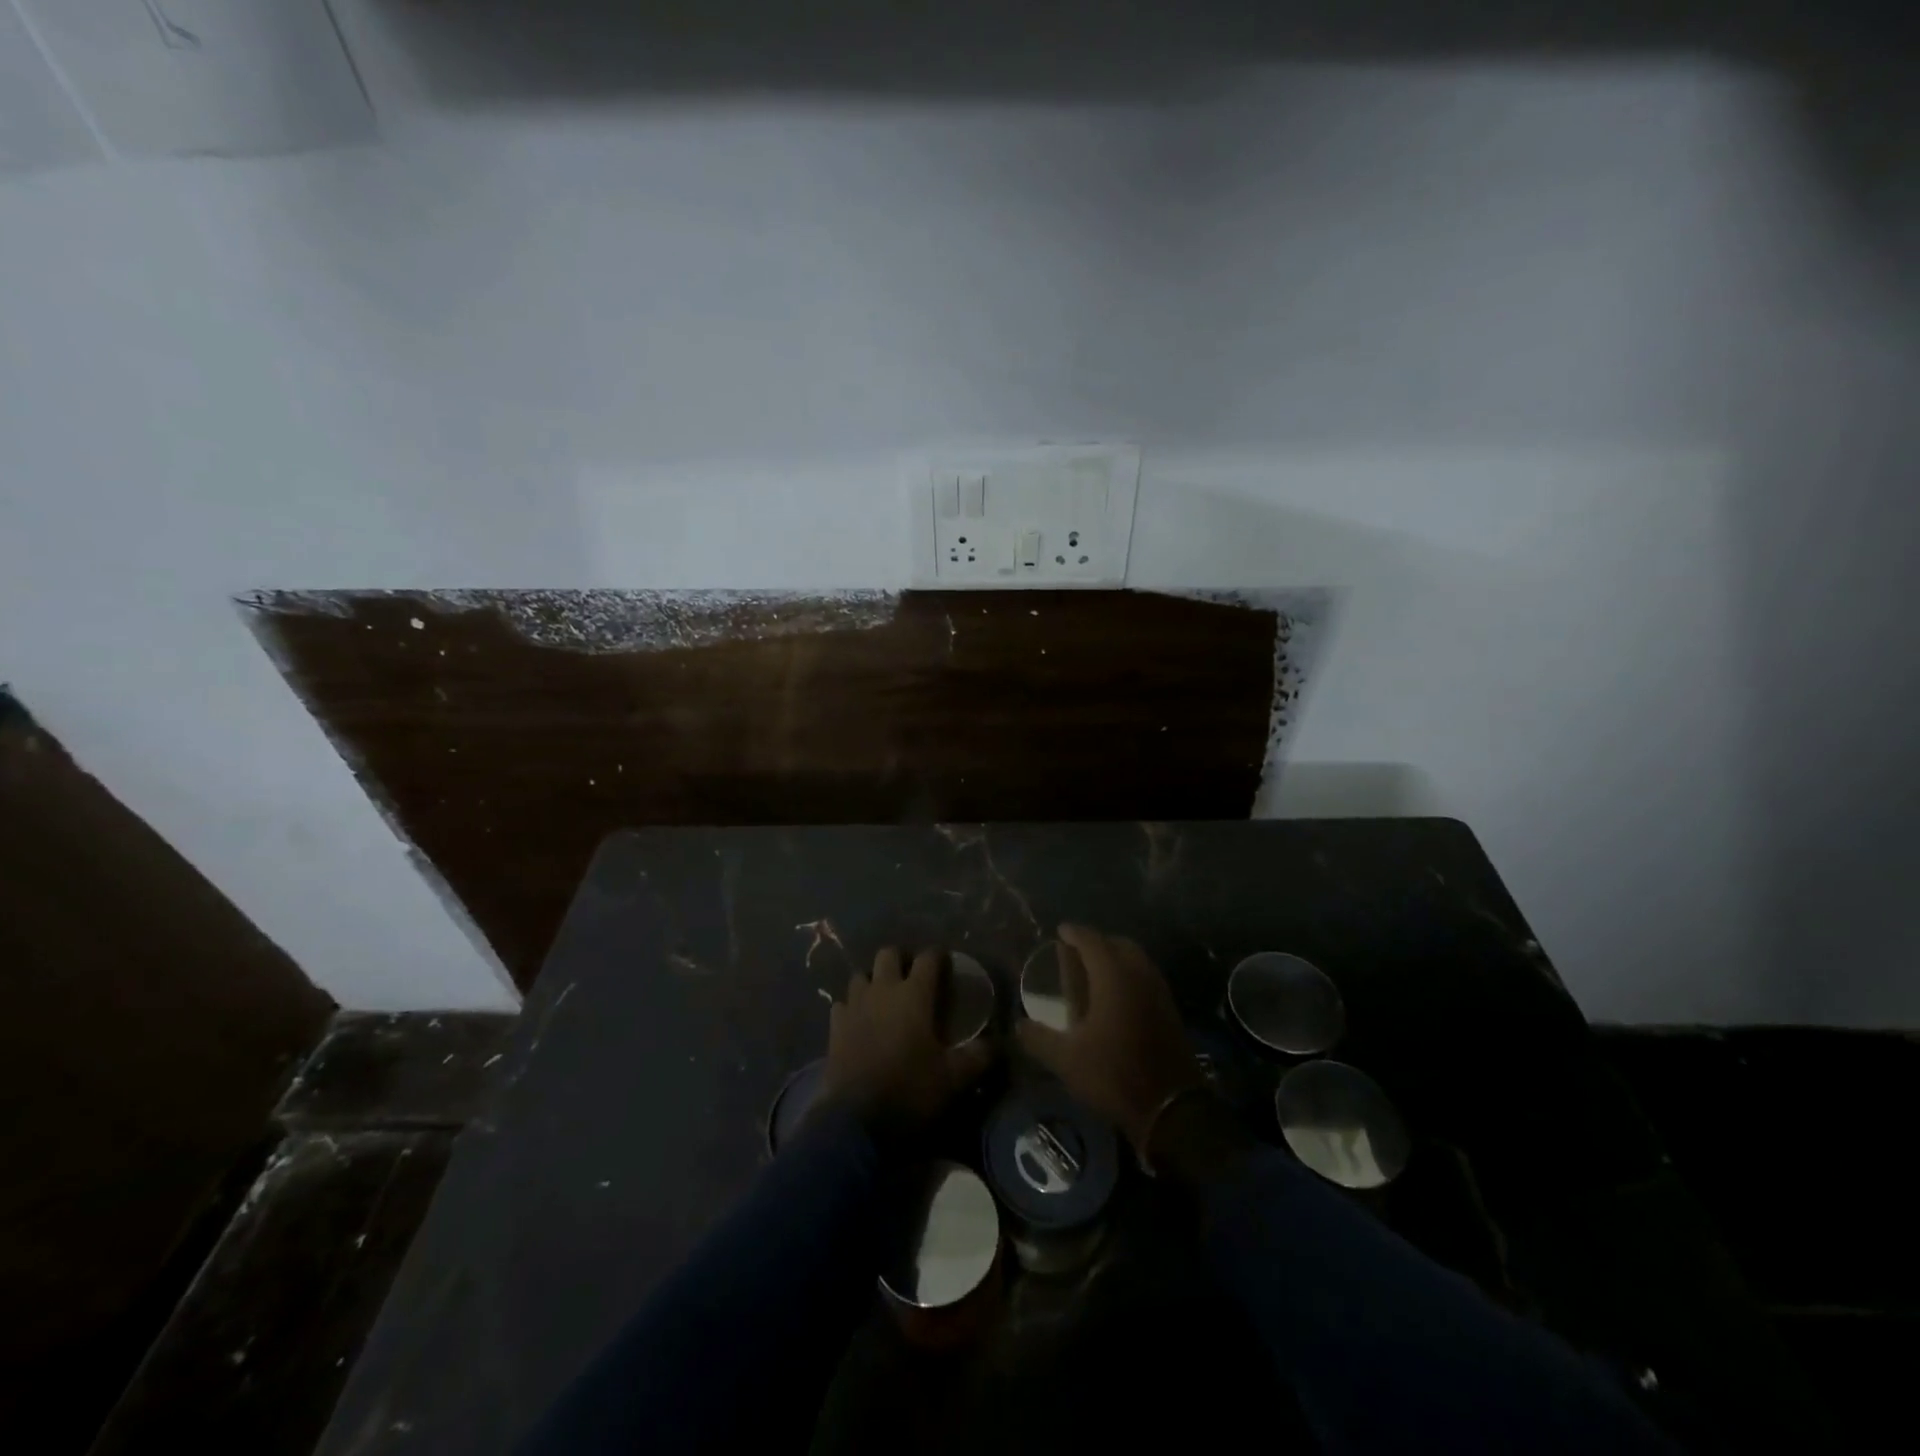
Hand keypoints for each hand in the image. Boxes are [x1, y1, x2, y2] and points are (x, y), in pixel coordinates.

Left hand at [820, 947, 994, 1126]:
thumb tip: (998, 1043)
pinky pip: (843, 1003)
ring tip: (885, 997)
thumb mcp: (954, 1078)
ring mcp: (855, 1006)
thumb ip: (979, 1056)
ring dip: (873, 980)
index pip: (928, 958)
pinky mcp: (835, 1026)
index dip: (938, 956)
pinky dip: (852, 1006)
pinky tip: (860, 1020)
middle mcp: (883, 990)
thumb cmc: (910, 1091)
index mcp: (914, 995)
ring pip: (861, 975)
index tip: (946, 963)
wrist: (856, 1122)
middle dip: (902, 959)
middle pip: (888, 954)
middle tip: (913, 977)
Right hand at [1015, 924, 1203, 1156]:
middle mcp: (1139, 975)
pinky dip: (1130, 975)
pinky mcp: (1170, 1011)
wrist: (1172, 1108)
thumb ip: (1038, 1038)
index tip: (1061, 931)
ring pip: (1136, 960)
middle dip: (1097, 943)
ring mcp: (1159, 992)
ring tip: (1096, 972)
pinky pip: (1146, 978)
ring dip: (1116, 958)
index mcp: (1113, 976)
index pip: (1092, 941)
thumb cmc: (1113, 1074)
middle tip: (1077, 952)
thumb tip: (1018, 1025)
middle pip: (1118, 945)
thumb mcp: (1066, 1059)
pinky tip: (1117, 997)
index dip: (1074, 933)